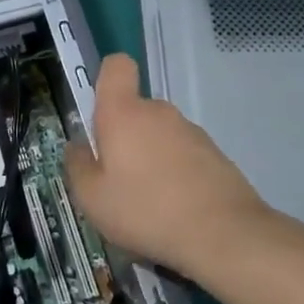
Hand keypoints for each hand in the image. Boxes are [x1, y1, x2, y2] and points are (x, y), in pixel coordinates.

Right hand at [64, 53, 277, 282]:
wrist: (225, 236)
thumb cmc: (146, 210)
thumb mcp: (92, 198)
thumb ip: (78, 166)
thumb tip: (78, 147)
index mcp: (123, 113)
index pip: (116, 67)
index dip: (106, 79)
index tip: (100, 113)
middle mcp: (158, 112)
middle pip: (134, 110)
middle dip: (124, 137)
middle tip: (118, 180)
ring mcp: (191, 132)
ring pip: (159, 135)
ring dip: (151, 158)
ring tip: (149, 203)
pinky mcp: (216, 155)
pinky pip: (184, 155)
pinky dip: (176, 174)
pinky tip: (176, 210)